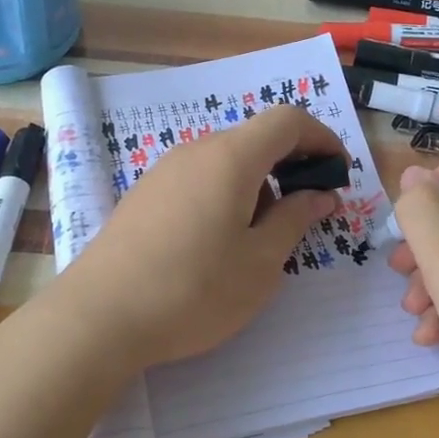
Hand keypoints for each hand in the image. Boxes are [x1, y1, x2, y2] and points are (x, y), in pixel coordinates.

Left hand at [54, 105, 345, 372]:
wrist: (99, 316)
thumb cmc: (194, 290)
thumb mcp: (260, 263)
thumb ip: (295, 220)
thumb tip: (320, 195)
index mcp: (231, 157)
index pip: (287, 121)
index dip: (321, 137)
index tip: (338, 172)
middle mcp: (195, 151)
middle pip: (254, 139)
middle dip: (290, 165)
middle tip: (307, 211)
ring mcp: (163, 171)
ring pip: (225, 160)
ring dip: (257, 184)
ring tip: (263, 236)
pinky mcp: (144, 195)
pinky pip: (198, 178)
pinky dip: (225, 194)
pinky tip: (219, 242)